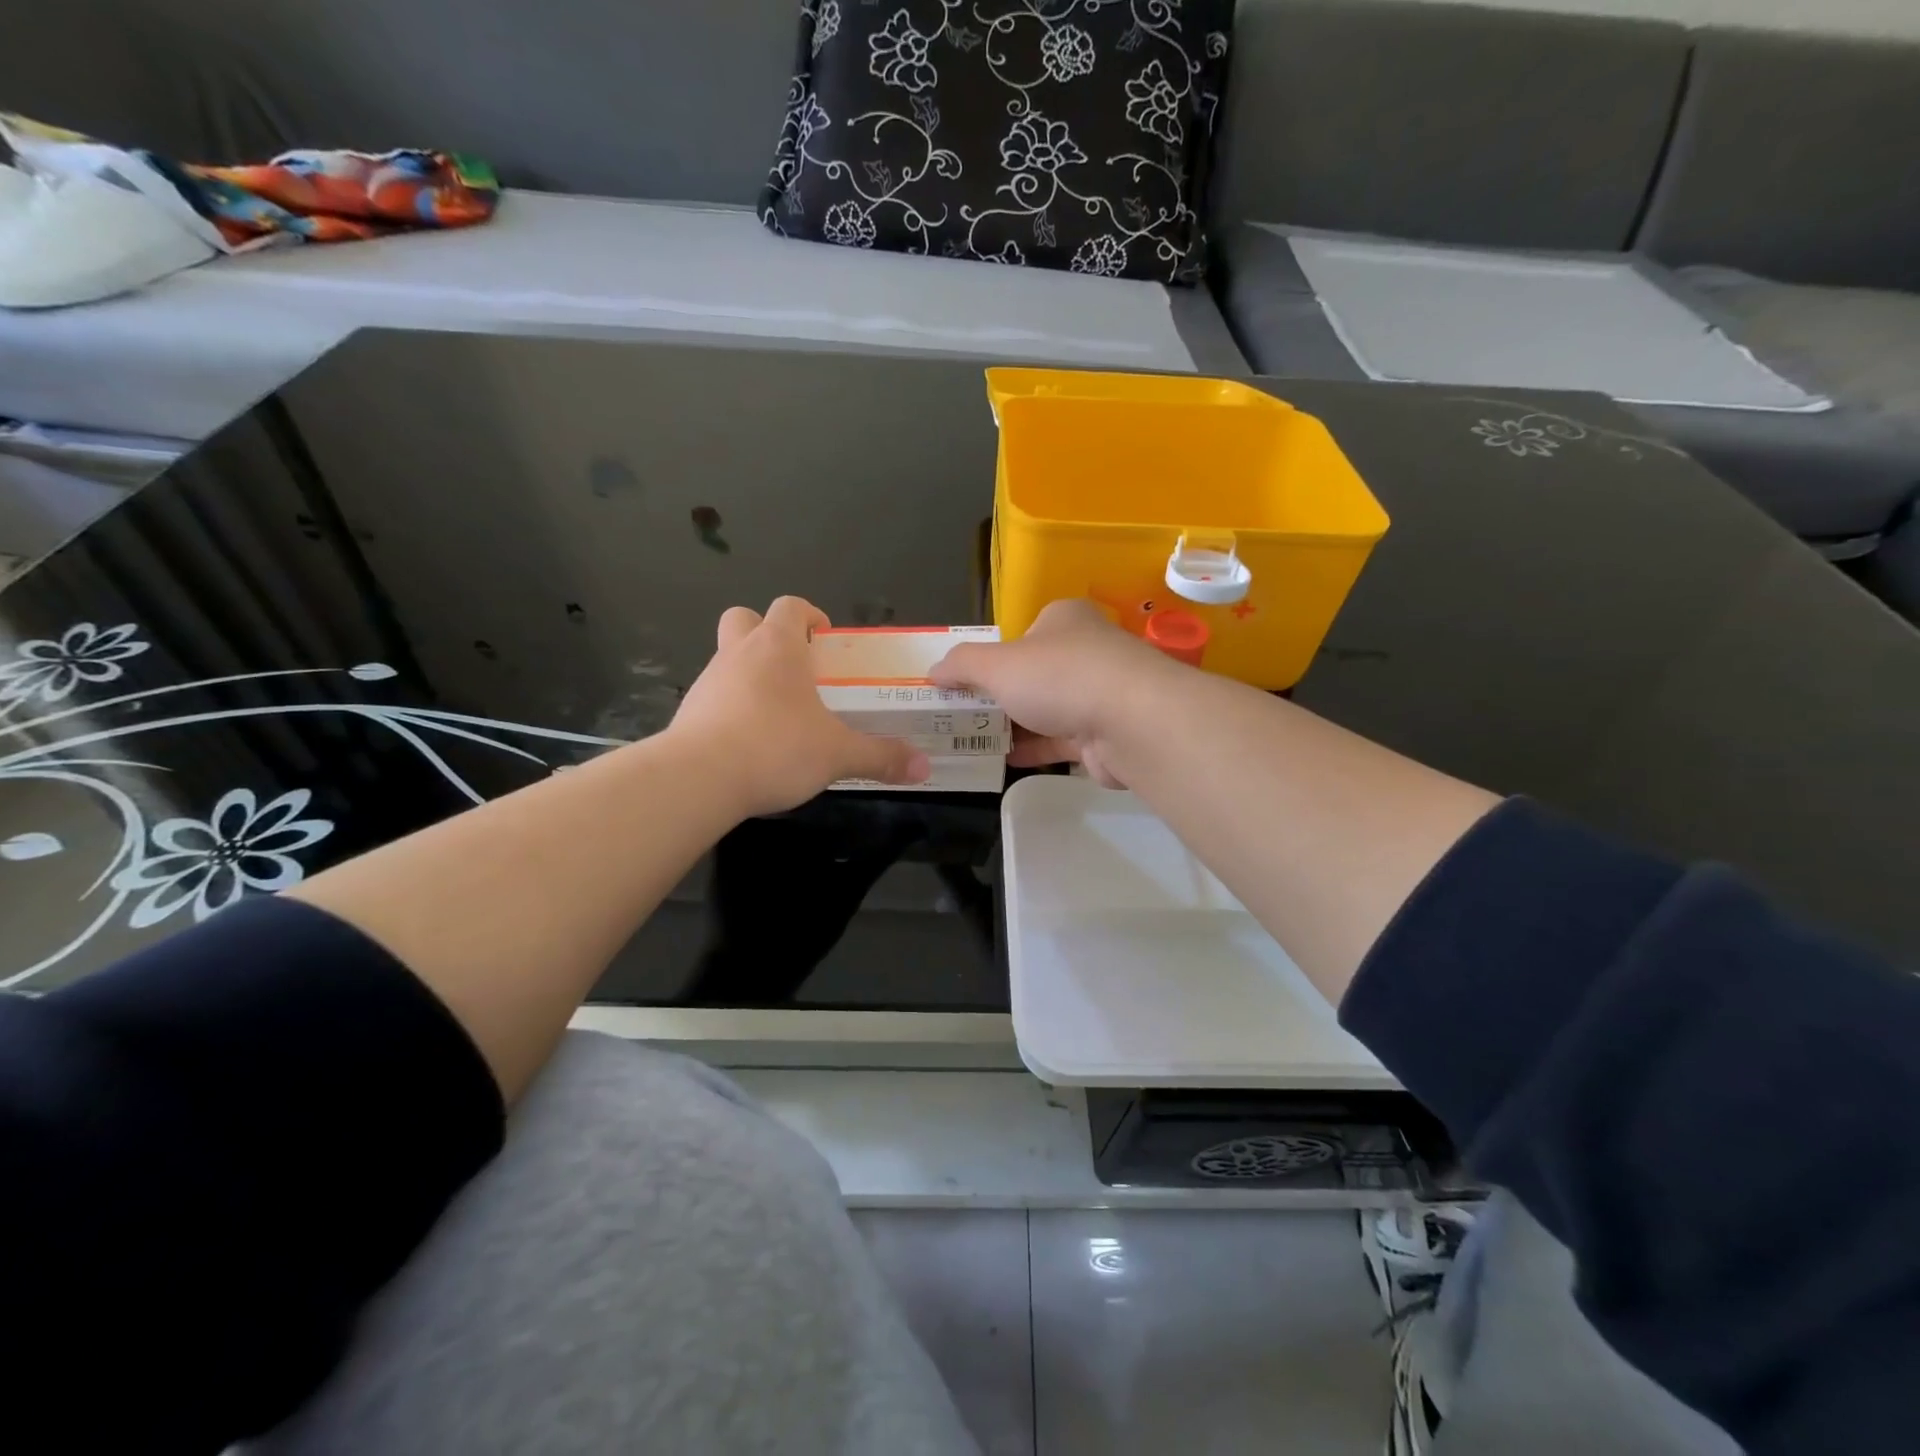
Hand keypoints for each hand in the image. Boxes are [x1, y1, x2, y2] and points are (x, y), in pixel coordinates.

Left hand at [670, 597, 929, 815]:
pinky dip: (731, 709)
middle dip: (767, 634)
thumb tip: (923, 767)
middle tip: (794, 667)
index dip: (809, 615)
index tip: (825, 638)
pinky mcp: (688, 713)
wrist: (698, 779)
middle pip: (745, 619)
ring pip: (727, 660)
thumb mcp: (838, 754)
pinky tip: (750, 742)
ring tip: (778, 715)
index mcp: (778, 648)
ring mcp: (708, 682)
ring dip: (749, 674)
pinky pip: (713, 698)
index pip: (790, 607)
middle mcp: (738, 654)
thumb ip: (881, 757)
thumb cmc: (776, 748)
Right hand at [930, 599, 1184, 787]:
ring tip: (973, 741)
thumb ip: (962, 665)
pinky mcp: (1106, 733)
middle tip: (962, 716)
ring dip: (1014, 725)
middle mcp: (1086, 650)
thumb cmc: (1060, 677)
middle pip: (1033, 673)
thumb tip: (933, 671)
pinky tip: (1004, 760)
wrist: (1132, 722)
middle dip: (999, 695)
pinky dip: (1034, 749)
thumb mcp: (997, 664)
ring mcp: (1100, 693)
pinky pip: (1061, 740)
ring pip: (1047, 709)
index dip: (991, 657)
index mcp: (1063, 620)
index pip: (1022, 634)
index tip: (963, 682)